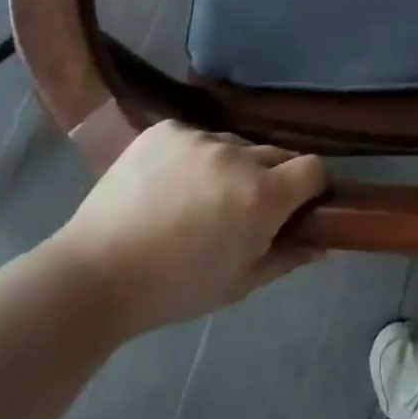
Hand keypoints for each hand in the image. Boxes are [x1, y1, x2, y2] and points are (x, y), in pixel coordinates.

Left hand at [50, 121, 327, 337]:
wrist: (94, 275)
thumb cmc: (174, 289)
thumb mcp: (239, 284)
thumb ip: (288, 256)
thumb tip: (323, 241)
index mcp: (262, 196)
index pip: (313, 168)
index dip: (311, 187)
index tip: (298, 205)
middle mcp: (237, 155)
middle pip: (276, 154)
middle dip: (272, 177)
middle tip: (244, 208)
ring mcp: (200, 137)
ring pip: (235, 145)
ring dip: (232, 166)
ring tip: (198, 198)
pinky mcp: (167, 129)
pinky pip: (197, 136)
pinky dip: (194, 156)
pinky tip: (169, 184)